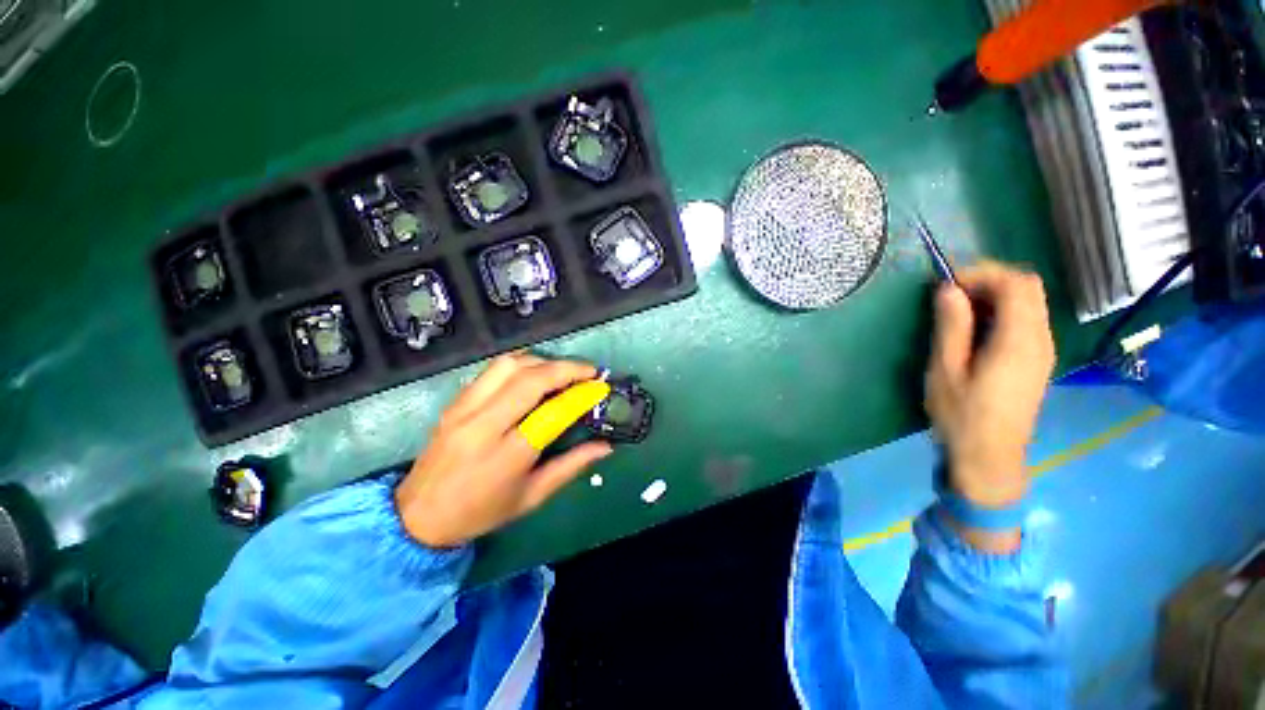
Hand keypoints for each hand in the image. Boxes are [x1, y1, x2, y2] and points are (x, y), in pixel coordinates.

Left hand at [395, 353, 612, 548]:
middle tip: (589, 371)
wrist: (418, 516)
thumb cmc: (482, 512)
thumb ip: (572, 466)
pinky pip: (492, 369)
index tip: (600, 387)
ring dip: (543, 361)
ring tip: (562, 371)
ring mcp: (464, 408)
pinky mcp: (455, 401)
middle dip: (567, 368)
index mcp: (507, 456)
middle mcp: (483, 425)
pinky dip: (520, 363)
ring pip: (509, 365)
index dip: (581, 396)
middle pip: (531, 380)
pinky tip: (534, 371)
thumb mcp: (532, 496)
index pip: (552, 413)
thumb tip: (606, 446)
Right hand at [925, 263, 1054, 544]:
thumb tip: (949, 289)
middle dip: (990, 280)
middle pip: (1029, 287)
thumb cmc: (962, 415)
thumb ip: (951, 327)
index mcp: (1019, 341)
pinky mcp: (1037, 360)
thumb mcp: (946, 370)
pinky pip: (1027, 319)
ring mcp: (1043, 350)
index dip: (983, 273)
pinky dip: (1002, 311)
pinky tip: (975, 328)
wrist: (990, 457)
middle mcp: (1041, 339)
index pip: (1016, 284)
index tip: (947, 283)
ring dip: (995, 295)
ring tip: (957, 309)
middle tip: (951, 293)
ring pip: (1030, 302)